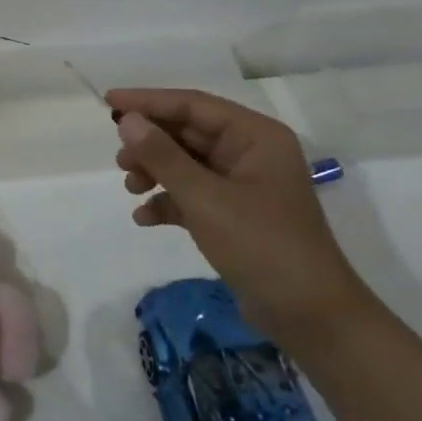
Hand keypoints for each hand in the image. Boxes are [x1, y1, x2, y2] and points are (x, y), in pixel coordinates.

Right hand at [108, 87, 369, 348]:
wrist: (312, 319)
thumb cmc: (262, 246)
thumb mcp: (205, 198)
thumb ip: (163, 156)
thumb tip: (127, 120)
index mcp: (255, 136)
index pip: (193, 105)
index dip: (149, 101)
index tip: (109, 101)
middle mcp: (251, 152)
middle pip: (188, 133)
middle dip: (151, 143)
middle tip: (118, 158)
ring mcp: (244, 184)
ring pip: (187, 163)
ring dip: (156, 172)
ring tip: (130, 187)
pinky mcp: (236, 215)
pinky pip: (194, 194)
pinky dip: (169, 201)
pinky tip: (144, 217)